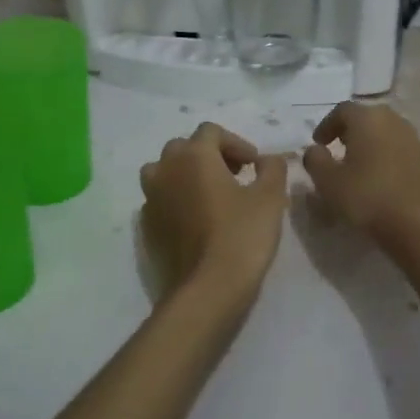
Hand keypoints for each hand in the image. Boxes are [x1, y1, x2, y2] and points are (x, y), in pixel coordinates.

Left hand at [140, 123, 288, 304]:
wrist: (207, 287)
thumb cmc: (242, 235)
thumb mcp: (270, 197)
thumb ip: (272, 169)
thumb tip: (266, 160)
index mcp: (193, 156)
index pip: (211, 131)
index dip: (236, 143)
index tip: (254, 165)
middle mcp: (165, 169)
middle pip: (184, 147)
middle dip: (210, 155)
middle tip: (235, 175)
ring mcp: (151, 198)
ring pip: (165, 171)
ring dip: (186, 174)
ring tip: (211, 194)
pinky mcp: (147, 225)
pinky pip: (160, 199)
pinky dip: (176, 199)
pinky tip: (196, 220)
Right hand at [302, 102, 419, 250]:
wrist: (418, 225)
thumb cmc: (367, 198)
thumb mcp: (328, 181)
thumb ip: (315, 160)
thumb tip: (315, 150)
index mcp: (368, 119)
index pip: (342, 110)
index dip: (327, 125)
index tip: (318, 143)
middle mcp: (395, 121)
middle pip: (368, 118)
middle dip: (350, 131)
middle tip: (338, 149)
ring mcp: (416, 140)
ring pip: (387, 133)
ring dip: (371, 143)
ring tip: (360, 165)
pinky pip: (402, 151)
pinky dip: (389, 157)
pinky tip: (383, 179)